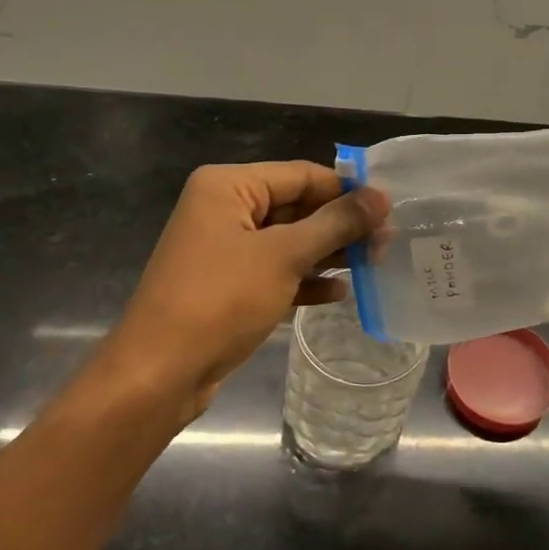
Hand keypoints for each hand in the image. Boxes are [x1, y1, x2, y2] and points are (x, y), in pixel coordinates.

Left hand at [88, 162, 386, 424]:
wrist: (158, 374)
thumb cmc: (220, 300)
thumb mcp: (284, 256)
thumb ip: (335, 224)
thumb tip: (381, 196)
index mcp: (228, 186)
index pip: (301, 174)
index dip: (346, 190)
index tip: (390, 209)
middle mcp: (223, 209)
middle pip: (296, 207)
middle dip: (340, 226)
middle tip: (387, 243)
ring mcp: (224, 249)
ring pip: (288, 241)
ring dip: (328, 254)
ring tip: (374, 266)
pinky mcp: (227, 285)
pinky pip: (275, 271)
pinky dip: (305, 280)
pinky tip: (338, 294)